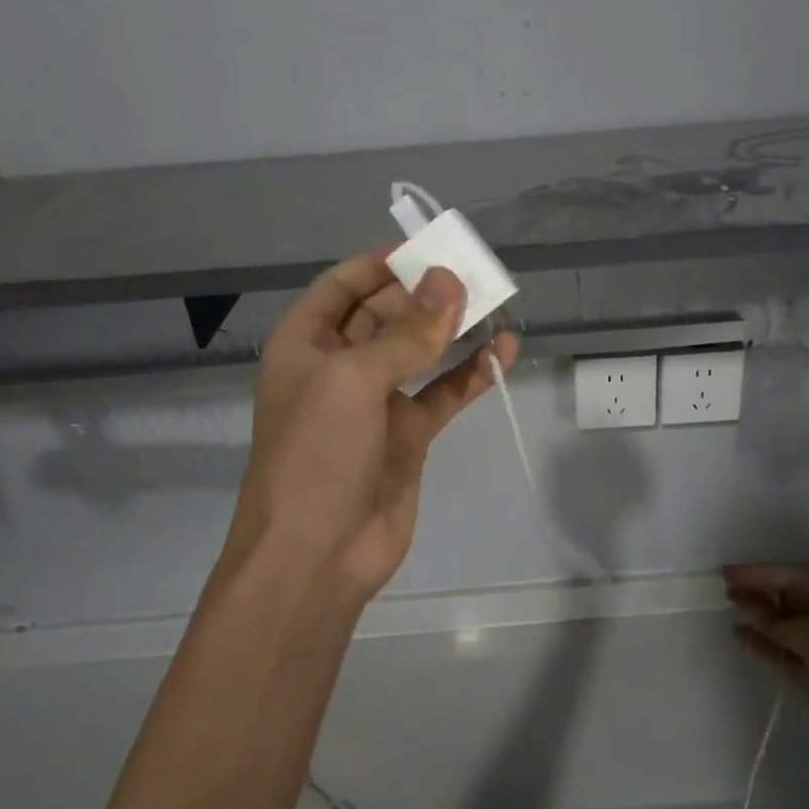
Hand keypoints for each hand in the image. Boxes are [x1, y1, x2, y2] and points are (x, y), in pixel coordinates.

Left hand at [227, 250, 519, 600]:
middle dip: (425, 293)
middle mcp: (338, 365)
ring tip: (493, 303)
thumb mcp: (355, 380)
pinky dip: (470, 373)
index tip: (430, 250)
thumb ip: (407, 332)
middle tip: (473, 275)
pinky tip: (502, 353)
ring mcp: (375, 401)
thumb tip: (450, 279)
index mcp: (306, 343)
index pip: (344, 285)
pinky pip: (443, 393)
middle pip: (385, 312)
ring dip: (451, 328)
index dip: (382, 264)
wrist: (315, 558)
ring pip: (419, 350)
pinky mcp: (408, 434)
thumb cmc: (317, 454)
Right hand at [724, 563, 808, 757]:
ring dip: (755, 612)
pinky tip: (737, 633)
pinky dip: (758, 641)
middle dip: (757, 588)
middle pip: (785, 598)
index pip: (792, 578)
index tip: (730, 572)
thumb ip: (780, 622)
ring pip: (779, 623)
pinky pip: (777, 651)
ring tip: (728, 601)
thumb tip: (757, 617)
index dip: (760, 572)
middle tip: (725, 583)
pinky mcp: (806, 674)